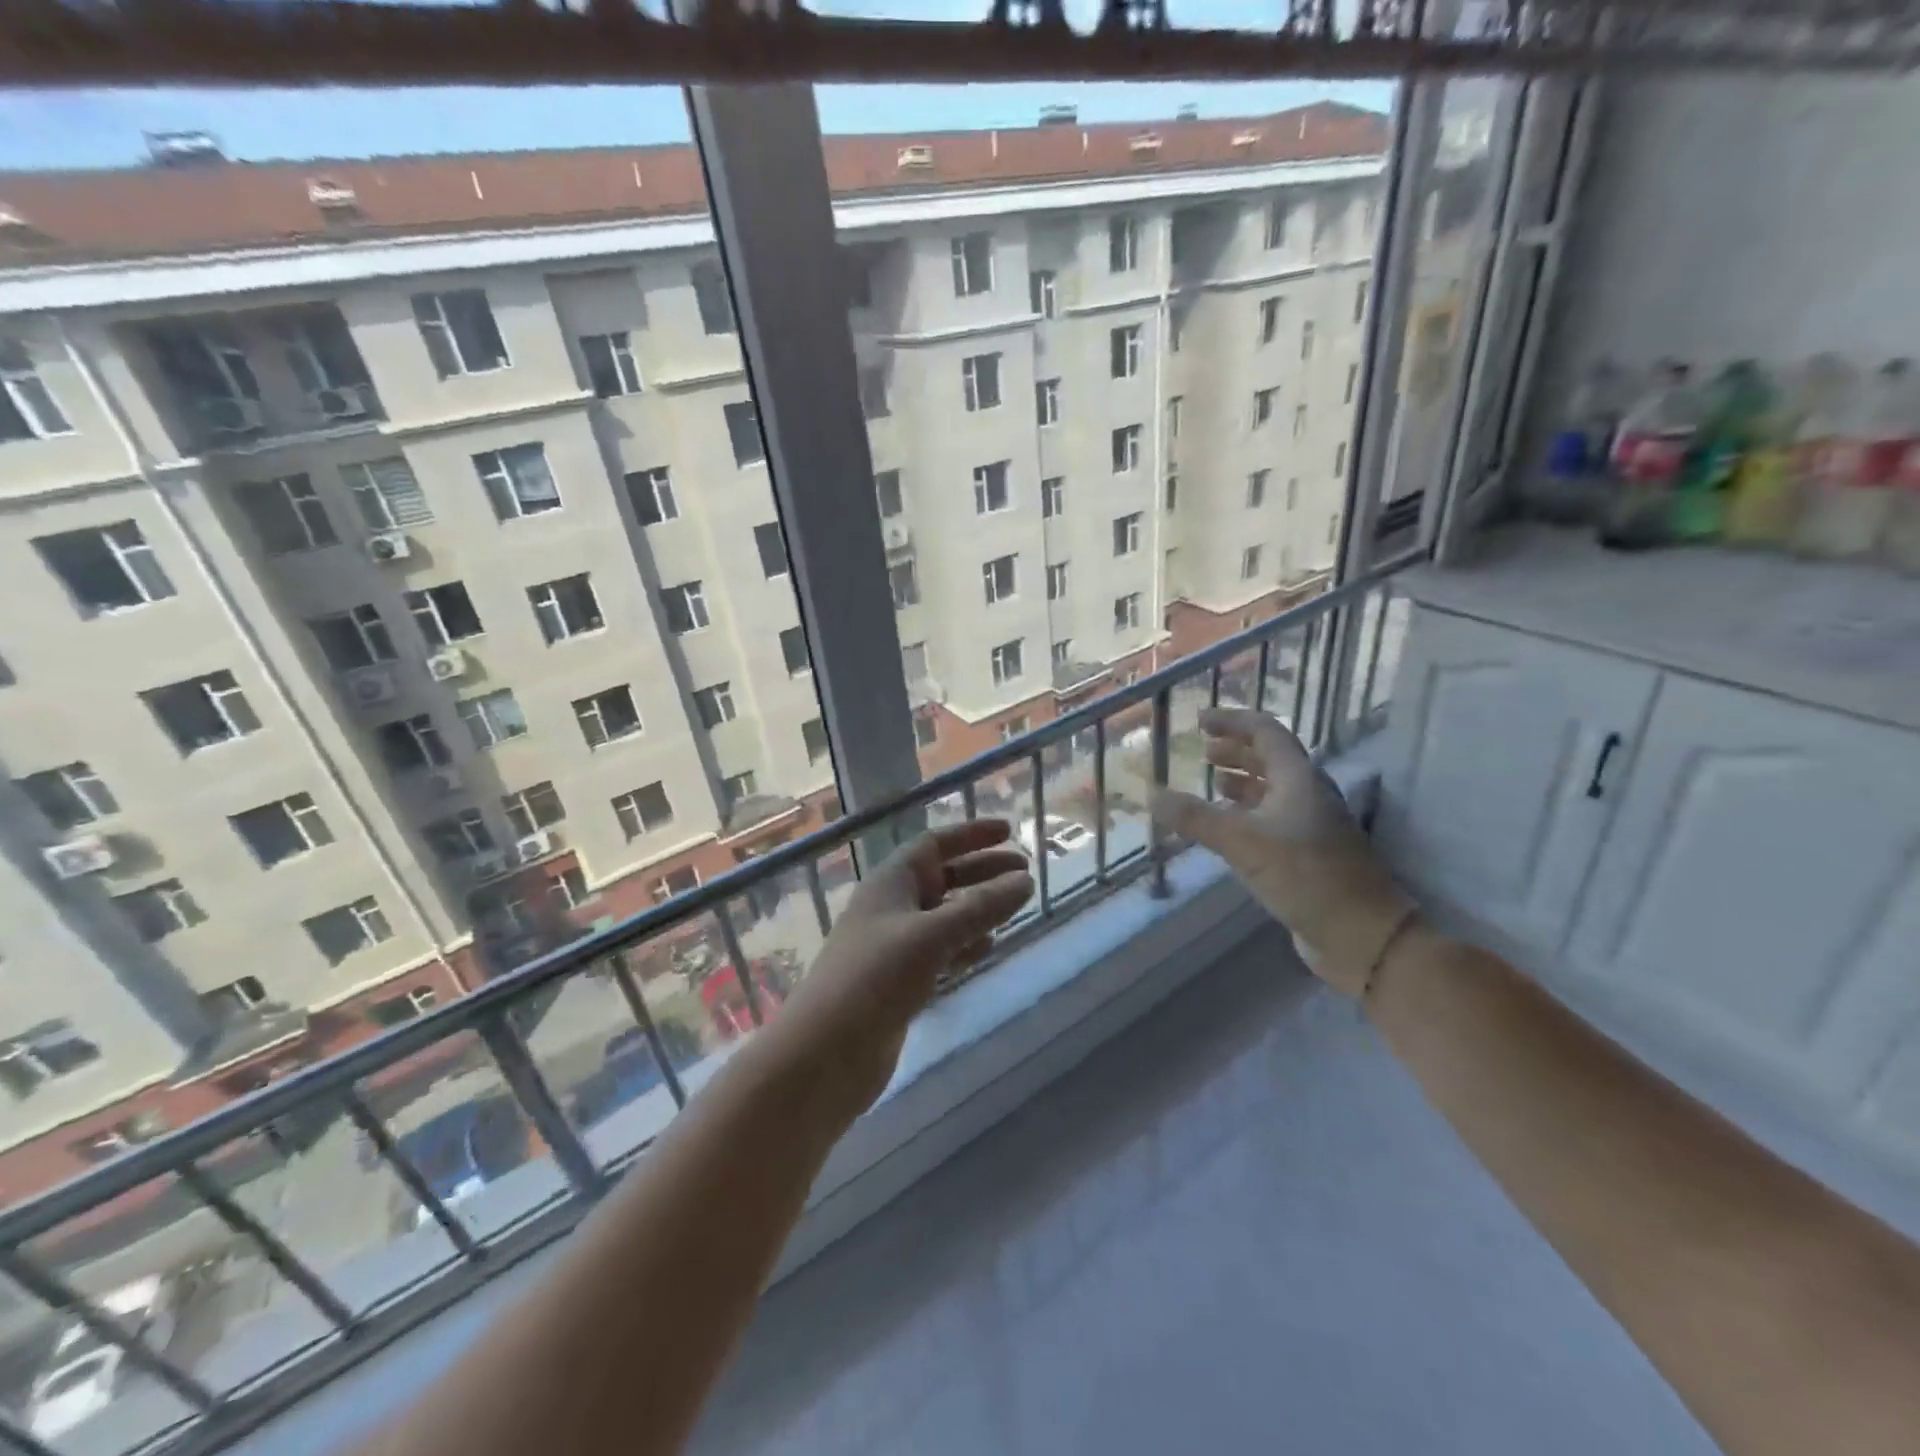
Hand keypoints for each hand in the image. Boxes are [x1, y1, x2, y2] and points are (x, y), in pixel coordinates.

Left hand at [767, 820, 1033, 1111]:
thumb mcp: (932, 935)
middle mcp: (892, 906)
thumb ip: (981, 907)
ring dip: (978, 908)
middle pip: (944, 877)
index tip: (1009, 831)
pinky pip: (940, 949)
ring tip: (1015, 907)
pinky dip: (965, 944)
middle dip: (983, 871)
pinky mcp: (899, 980)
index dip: (971, 834)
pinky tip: (988, 948)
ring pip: (944, 914)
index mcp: (891, 882)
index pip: (935, 844)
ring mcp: (894, 945)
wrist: (825, 1052)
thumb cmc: (875, 978)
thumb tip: (1024, 881)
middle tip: (1026, 872)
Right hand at [1149, 707, 1412, 996]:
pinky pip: (1271, 819)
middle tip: (1203, 750)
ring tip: (1212, 782)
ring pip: (1272, 790)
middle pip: (1270, 759)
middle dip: (1236, 751)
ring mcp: (1311, 825)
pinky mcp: (1308, 854)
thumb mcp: (1242, 842)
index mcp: (1299, 779)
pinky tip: (1227, 828)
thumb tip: (1151, 794)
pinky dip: (1246, 813)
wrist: (1360, 933)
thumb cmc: (1305, 876)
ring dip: (1241, 781)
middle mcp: (1307, 795)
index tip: (1200, 720)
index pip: (1266, 732)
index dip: (1233, 721)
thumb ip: (1195, 818)